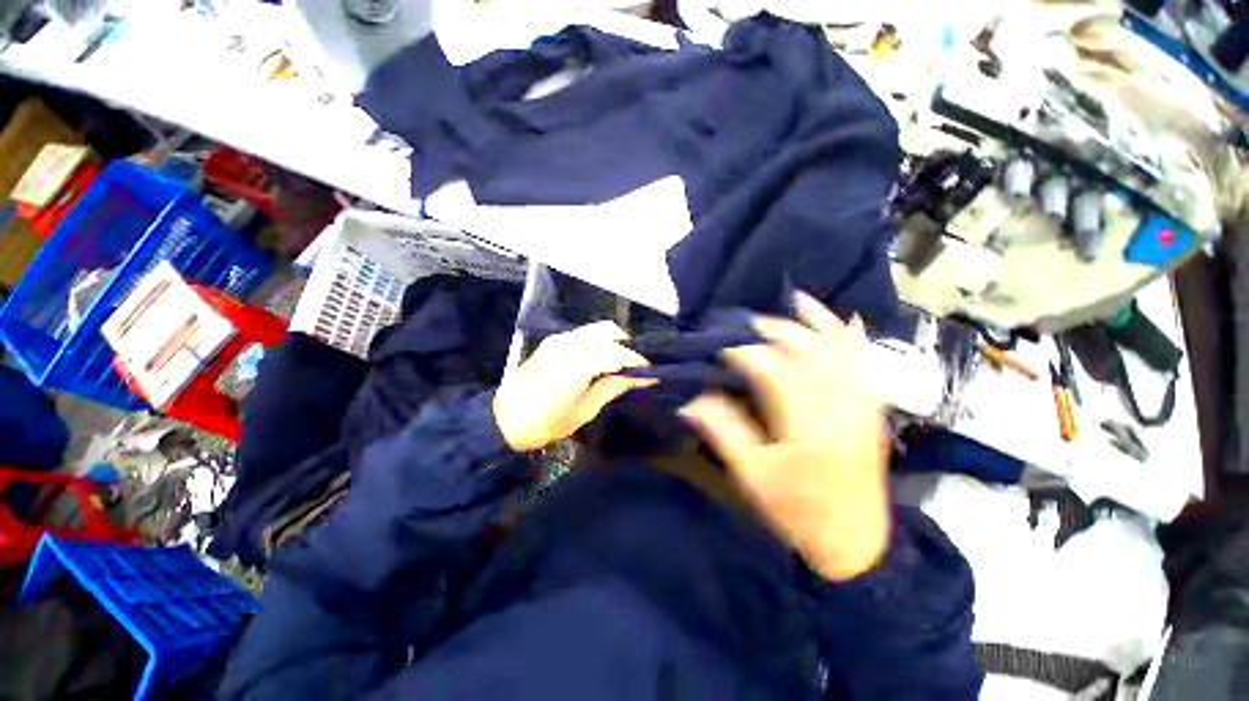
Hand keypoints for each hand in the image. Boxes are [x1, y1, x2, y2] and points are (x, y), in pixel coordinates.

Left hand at [494, 321, 656, 451]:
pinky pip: (581, 335)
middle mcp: (570, 343)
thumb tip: (634, 378)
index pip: (618, 354)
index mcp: (580, 363)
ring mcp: (559, 340)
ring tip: (619, 361)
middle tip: (634, 363)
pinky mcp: (551, 342)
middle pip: (608, 330)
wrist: (506, 418)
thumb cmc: (547, 421)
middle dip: (625, 343)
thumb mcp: (584, 410)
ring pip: (594, 330)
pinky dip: (595, 342)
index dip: (637, 361)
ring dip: (610, 340)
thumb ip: (610, 388)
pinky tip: (598, 359)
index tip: (650, 371)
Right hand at [680, 293, 889, 581]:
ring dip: (818, 321)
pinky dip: (853, 338)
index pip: (772, 370)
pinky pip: (866, 363)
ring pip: (841, 349)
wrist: (856, 540)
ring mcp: (861, 404)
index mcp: (806, 423)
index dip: (745, 353)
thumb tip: (691, 401)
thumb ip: (723, 433)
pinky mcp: (872, 409)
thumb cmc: (799, 510)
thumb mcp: (753, 477)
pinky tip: (845, 319)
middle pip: (807, 351)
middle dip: (776, 330)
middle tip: (748, 323)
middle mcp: (838, 405)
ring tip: (796, 300)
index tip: (722, 349)